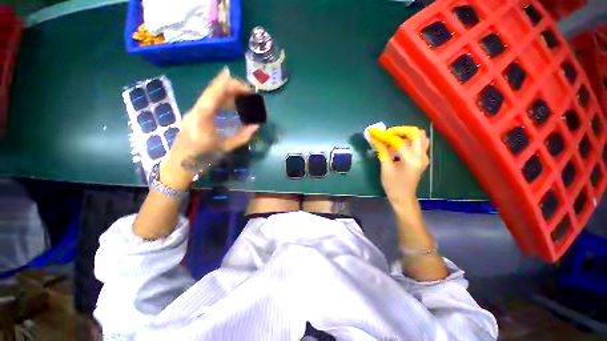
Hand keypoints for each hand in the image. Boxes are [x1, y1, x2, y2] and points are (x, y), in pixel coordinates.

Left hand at [160, 68, 259, 189]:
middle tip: (247, 90)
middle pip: (210, 93)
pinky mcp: (193, 115)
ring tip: (242, 94)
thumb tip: (256, 126)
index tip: (230, 73)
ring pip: (209, 97)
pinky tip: (231, 101)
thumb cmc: (202, 159)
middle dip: (228, 87)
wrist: (179, 165)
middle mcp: (195, 112)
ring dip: (226, 93)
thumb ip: (242, 137)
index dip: (221, 84)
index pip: (212, 97)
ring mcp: (192, 113)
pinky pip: (208, 103)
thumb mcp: (225, 148)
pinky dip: (221, 99)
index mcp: (201, 120)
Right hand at [376, 130, 429, 209]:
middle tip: (387, 134)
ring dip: (406, 134)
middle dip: (400, 130)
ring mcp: (424, 157)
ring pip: (420, 137)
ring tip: (392, 138)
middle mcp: (421, 156)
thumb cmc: (393, 185)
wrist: (403, 197)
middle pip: (416, 133)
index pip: (399, 141)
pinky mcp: (422, 158)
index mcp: (412, 160)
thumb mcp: (385, 168)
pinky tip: (397, 145)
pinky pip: (418, 143)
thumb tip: (374, 139)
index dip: (386, 135)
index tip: (375, 133)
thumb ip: (382, 151)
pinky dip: (408, 140)